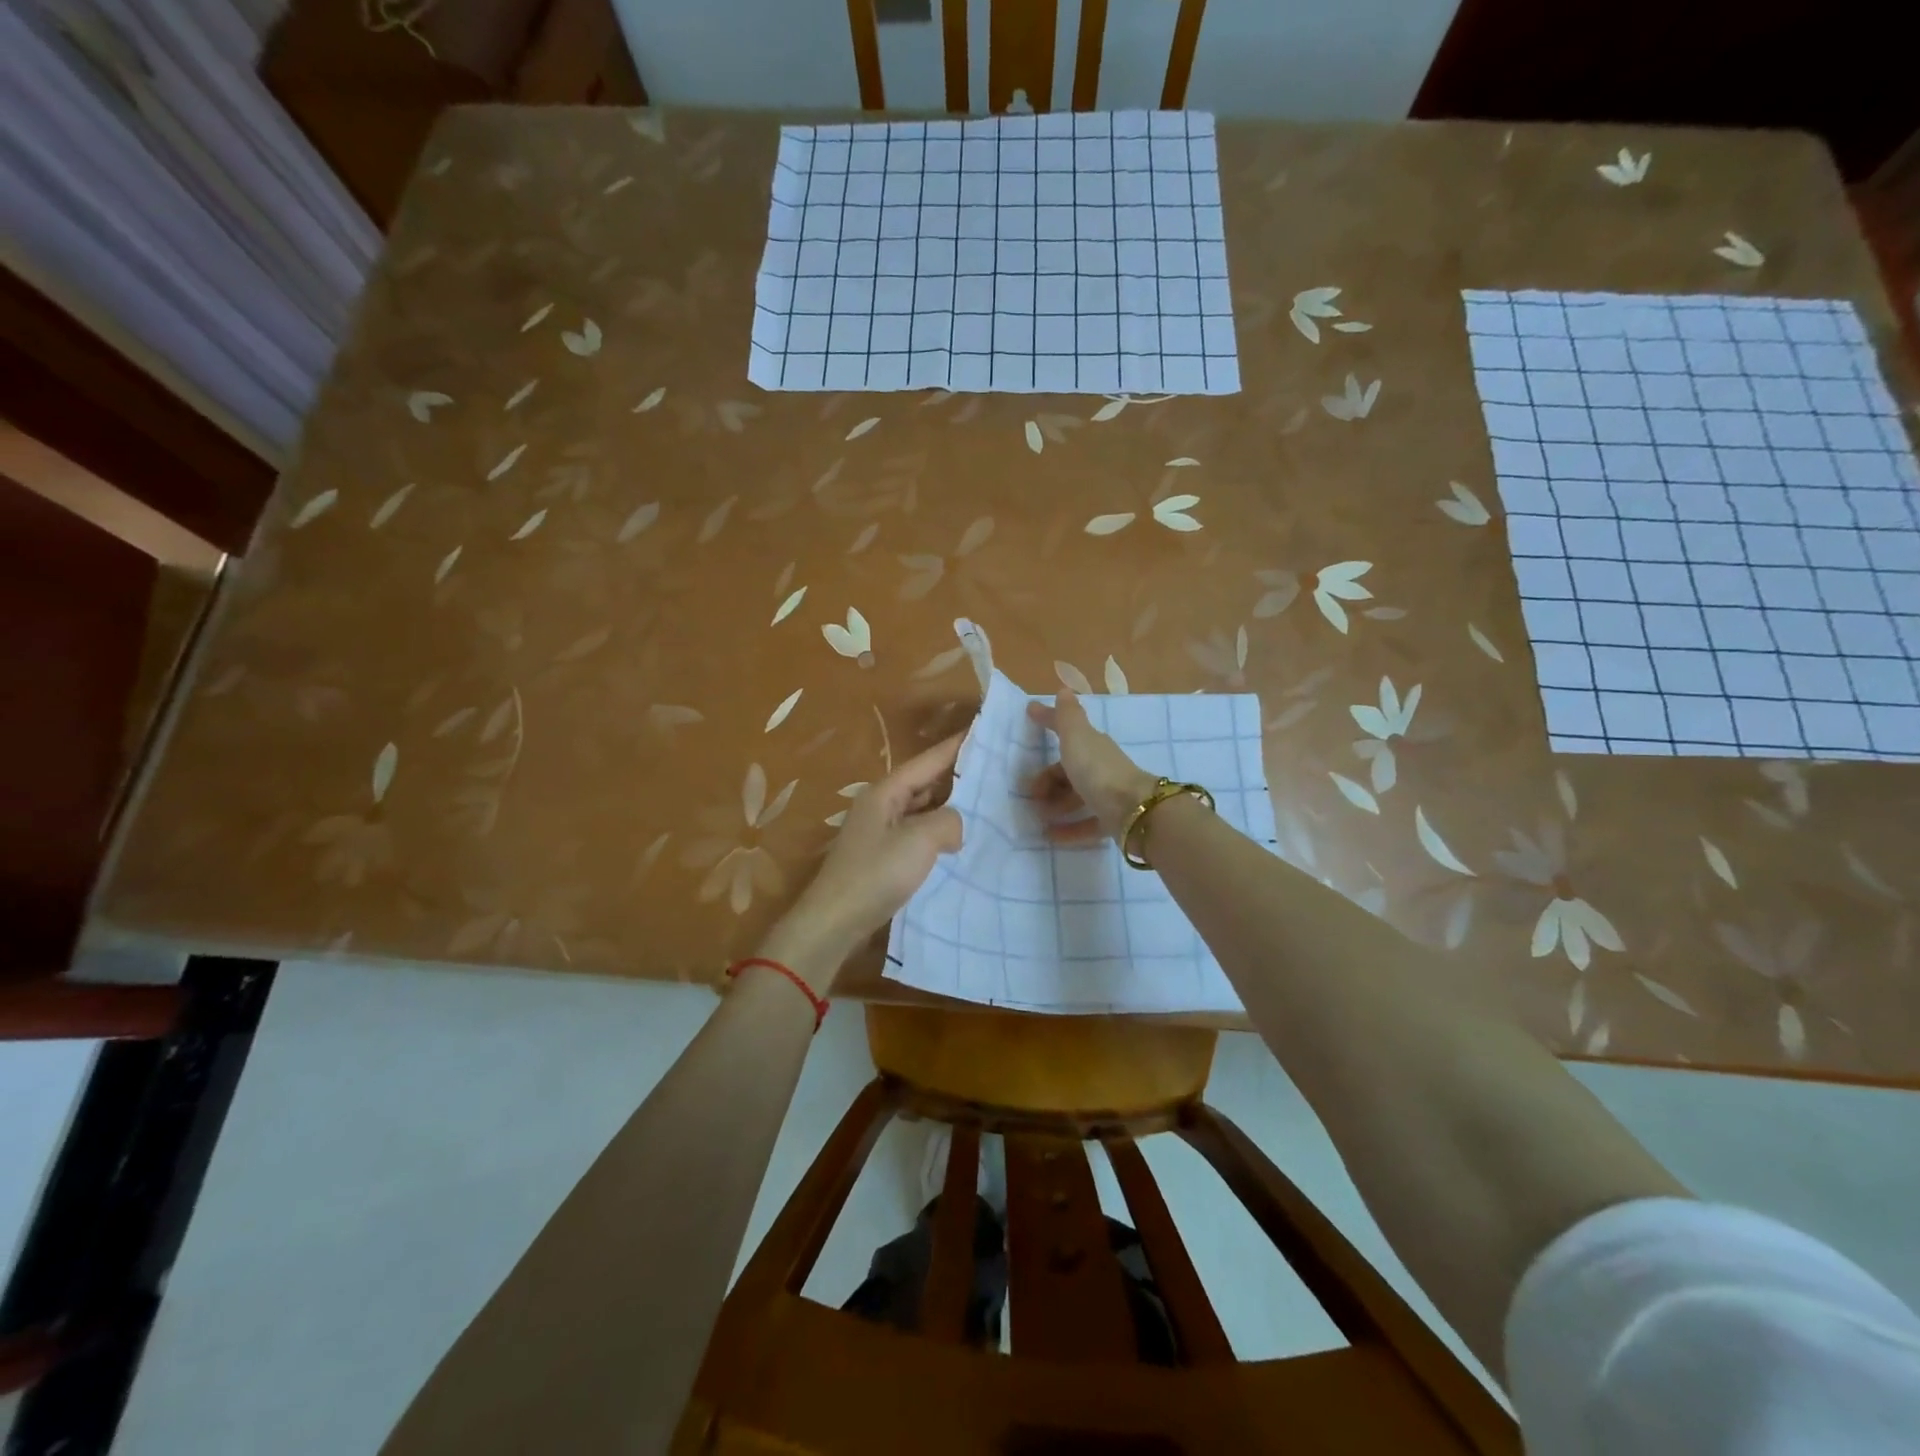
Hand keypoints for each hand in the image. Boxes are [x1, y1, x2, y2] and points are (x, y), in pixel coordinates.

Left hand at [760, 733, 965, 987]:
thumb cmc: (876, 874)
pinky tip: (959, 842)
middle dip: (956, 776)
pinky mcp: (883, 857)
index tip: (983, 730)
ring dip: (949, 807)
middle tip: (994, 770)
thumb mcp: (920, 840)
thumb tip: (956, 826)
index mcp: (885, 792)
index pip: (928, 760)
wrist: (835, 922)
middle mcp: (881, 805)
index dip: (956, 746)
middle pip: (924, 782)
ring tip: (985, 804)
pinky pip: (917, 834)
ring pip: (922, 809)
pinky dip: (938, 832)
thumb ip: (948, 821)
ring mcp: (880, 832)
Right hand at [1025, 688, 1157, 843]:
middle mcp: (1100, 767)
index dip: (1048, 720)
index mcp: (1092, 745)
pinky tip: (1051, 835)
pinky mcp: (1112, 820)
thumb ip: (1067, 716)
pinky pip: (1085, 823)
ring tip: (1039, 815)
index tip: (1029, 713)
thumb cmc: (1098, 771)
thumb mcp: (1076, 739)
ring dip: (1055, 804)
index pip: (1066, 729)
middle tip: (1030, 793)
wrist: (1133, 810)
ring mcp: (1108, 794)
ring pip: (1076, 796)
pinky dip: (1068, 828)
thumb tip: (1064, 688)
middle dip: (1047, 779)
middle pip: (1069, 770)